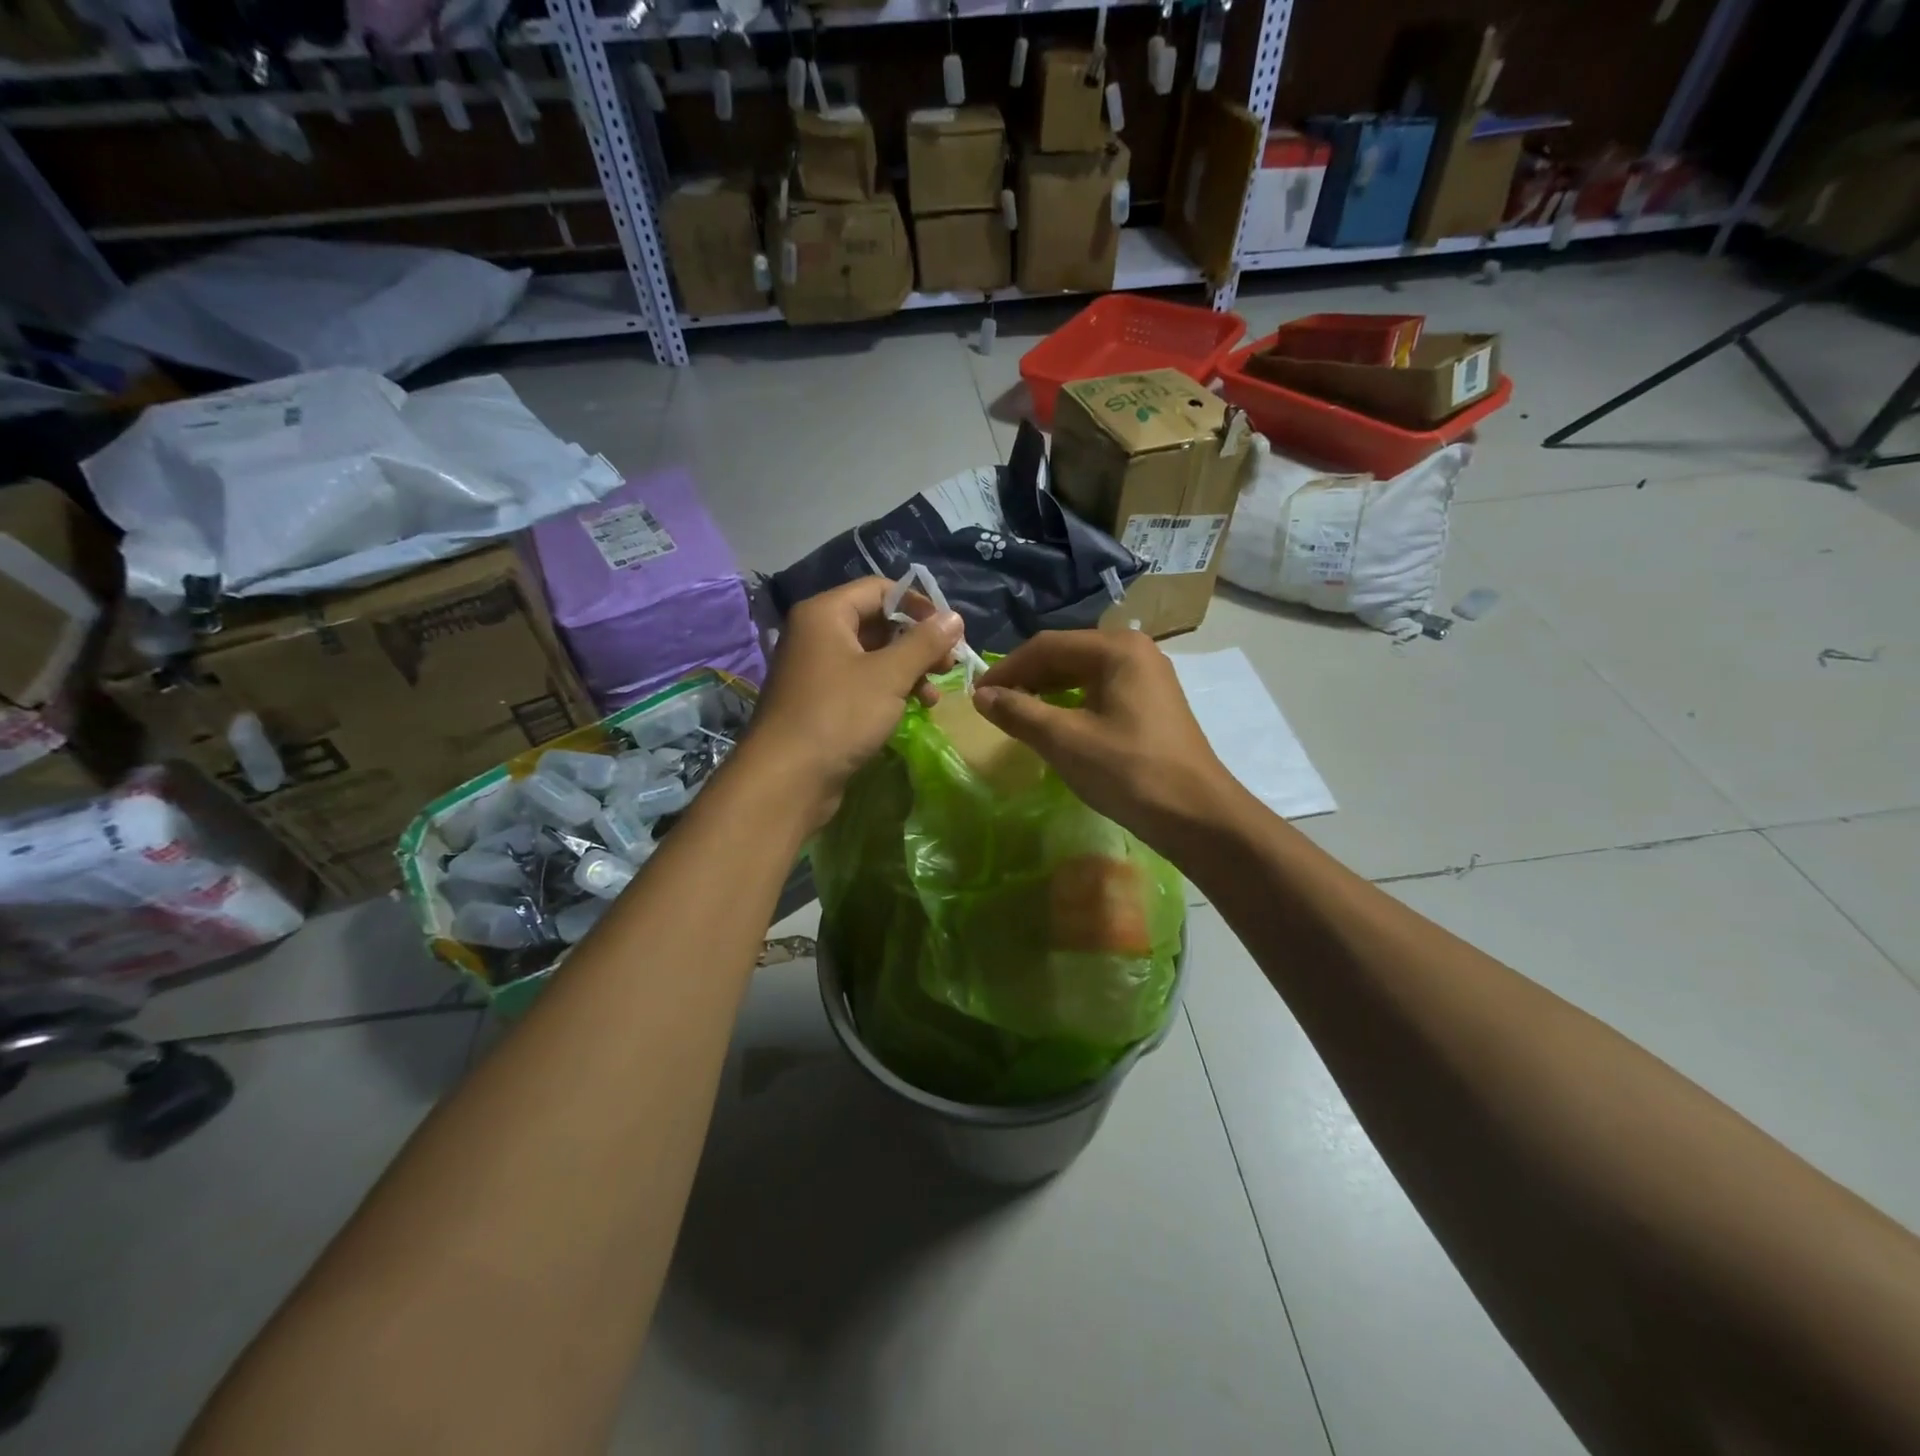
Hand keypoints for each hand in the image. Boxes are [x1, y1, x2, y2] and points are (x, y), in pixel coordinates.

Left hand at [745, 578, 963, 830]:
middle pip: (876, 622)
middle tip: (948, 665)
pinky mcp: (820, 701)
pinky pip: (861, 682)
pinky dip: (889, 690)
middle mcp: (816, 634)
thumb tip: (955, 618)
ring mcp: (816, 669)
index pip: (879, 589)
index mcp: (825, 614)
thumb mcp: (889, 676)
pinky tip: (913, 708)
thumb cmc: (838, 716)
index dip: (918, 606)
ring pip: (872, 656)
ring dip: (907, 669)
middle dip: (916, 642)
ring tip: (933, 695)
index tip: (949, 632)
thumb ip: (924, 643)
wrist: (787, 780)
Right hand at [972, 629, 1236, 847]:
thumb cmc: (1129, 772)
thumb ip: (1019, 712)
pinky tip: (1054, 726)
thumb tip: (981, 696)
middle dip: (1026, 679)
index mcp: (1117, 648)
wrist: (1197, 816)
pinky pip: (1100, 692)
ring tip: (1016, 716)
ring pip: (1083, 675)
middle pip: (1066, 655)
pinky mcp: (1152, 704)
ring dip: (1046, 692)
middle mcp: (1135, 652)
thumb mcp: (1065, 740)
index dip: (1007, 669)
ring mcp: (1148, 678)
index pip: (1047, 646)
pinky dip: (1071, 704)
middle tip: (993, 707)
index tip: (976, 695)